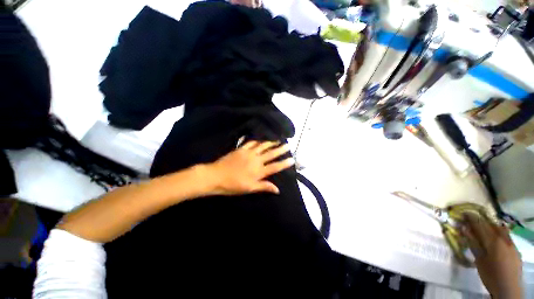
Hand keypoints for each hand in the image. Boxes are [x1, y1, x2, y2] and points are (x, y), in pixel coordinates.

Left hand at [205, 141, 294, 195]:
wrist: (216, 176)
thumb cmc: (233, 185)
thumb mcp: (249, 189)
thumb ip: (264, 187)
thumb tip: (277, 189)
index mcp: (259, 171)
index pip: (275, 167)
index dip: (284, 163)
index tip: (292, 159)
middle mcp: (256, 160)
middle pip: (271, 154)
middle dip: (280, 149)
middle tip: (288, 145)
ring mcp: (248, 153)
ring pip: (262, 146)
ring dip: (270, 143)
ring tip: (277, 140)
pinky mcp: (241, 149)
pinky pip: (251, 142)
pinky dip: (257, 140)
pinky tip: (261, 139)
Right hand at [462, 213, 522, 298]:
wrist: (508, 288)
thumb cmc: (490, 275)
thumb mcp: (479, 260)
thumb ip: (473, 243)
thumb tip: (464, 228)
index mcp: (493, 240)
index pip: (480, 225)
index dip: (472, 218)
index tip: (464, 213)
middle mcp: (503, 238)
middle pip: (491, 225)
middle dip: (482, 221)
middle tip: (473, 218)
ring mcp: (511, 243)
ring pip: (501, 229)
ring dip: (491, 225)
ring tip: (485, 225)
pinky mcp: (515, 248)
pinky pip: (507, 235)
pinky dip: (500, 232)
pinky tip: (497, 235)